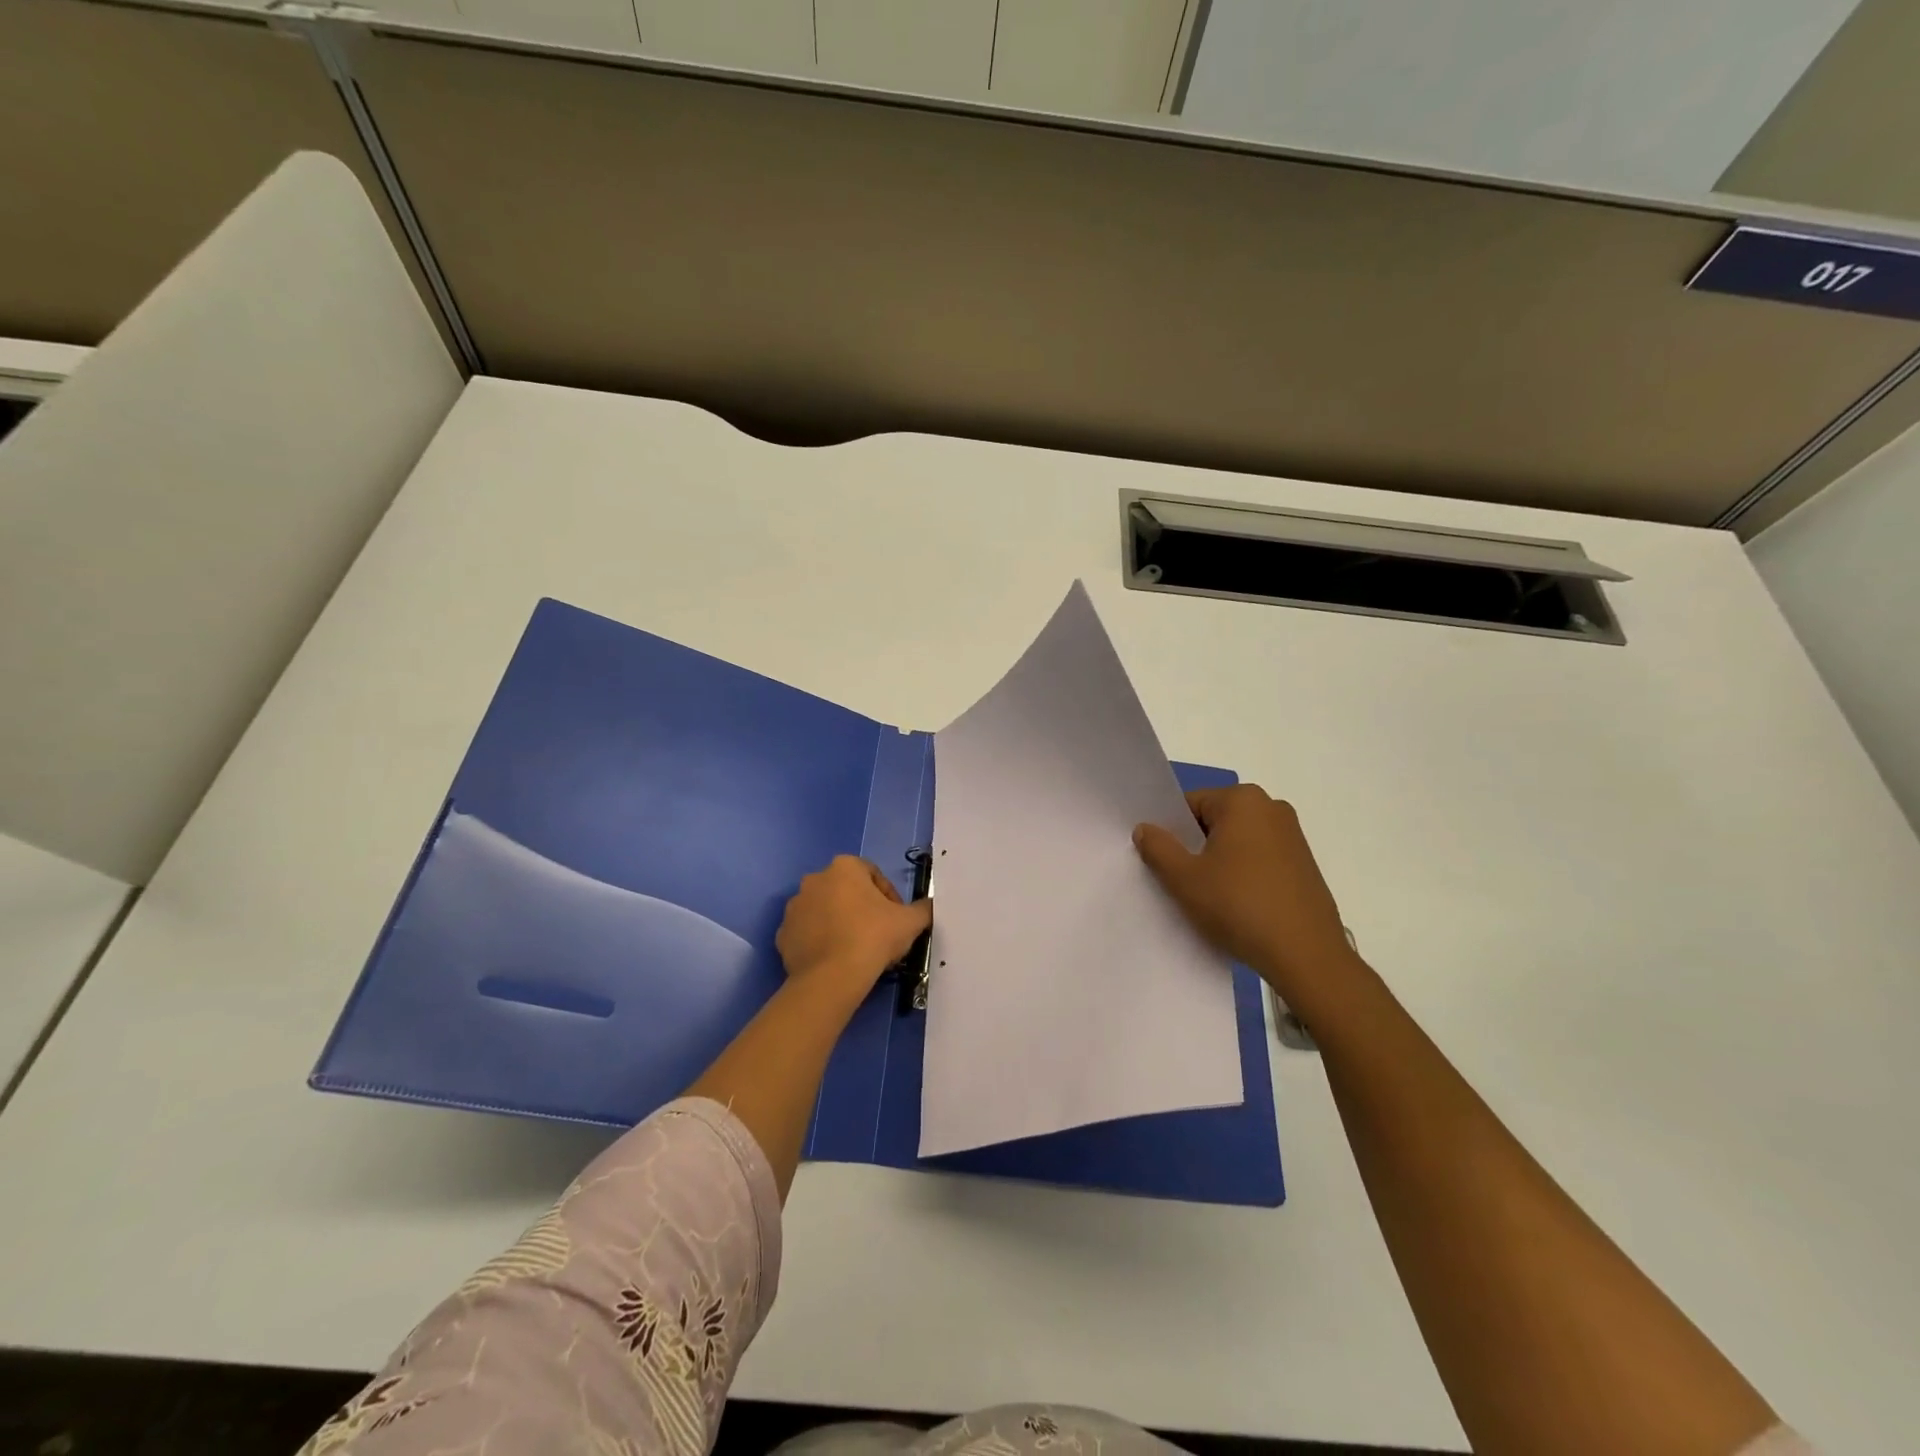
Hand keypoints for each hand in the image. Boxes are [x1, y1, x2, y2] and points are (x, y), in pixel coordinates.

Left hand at [776, 855, 931, 1000]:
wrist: (831, 978)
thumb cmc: (873, 938)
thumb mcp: (910, 922)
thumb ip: (923, 908)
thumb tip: (931, 906)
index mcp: (844, 867)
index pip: (873, 875)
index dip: (889, 897)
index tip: (896, 920)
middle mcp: (814, 879)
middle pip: (846, 891)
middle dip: (861, 908)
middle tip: (878, 935)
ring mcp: (794, 907)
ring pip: (824, 911)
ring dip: (838, 923)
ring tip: (855, 949)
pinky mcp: (782, 934)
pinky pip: (807, 933)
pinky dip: (819, 941)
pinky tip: (835, 959)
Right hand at [1134, 785, 1357, 1007]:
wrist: (1306, 956)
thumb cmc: (1239, 906)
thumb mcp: (1184, 878)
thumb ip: (1158, 847)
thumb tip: (1145, 828)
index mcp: (1243, 800)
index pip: (1190, 805)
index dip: (1171, 832)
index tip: (1162, 861)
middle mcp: (1272, 808)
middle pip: (1215, 821)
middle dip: (1195, 847)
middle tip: (1179, 881)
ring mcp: (1293, 837)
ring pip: (1237, 843)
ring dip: (1218, 864)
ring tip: (1207, 898)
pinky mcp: (1304, 866)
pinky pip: (1259, 860)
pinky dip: (1242, 876)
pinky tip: (1235, 907)